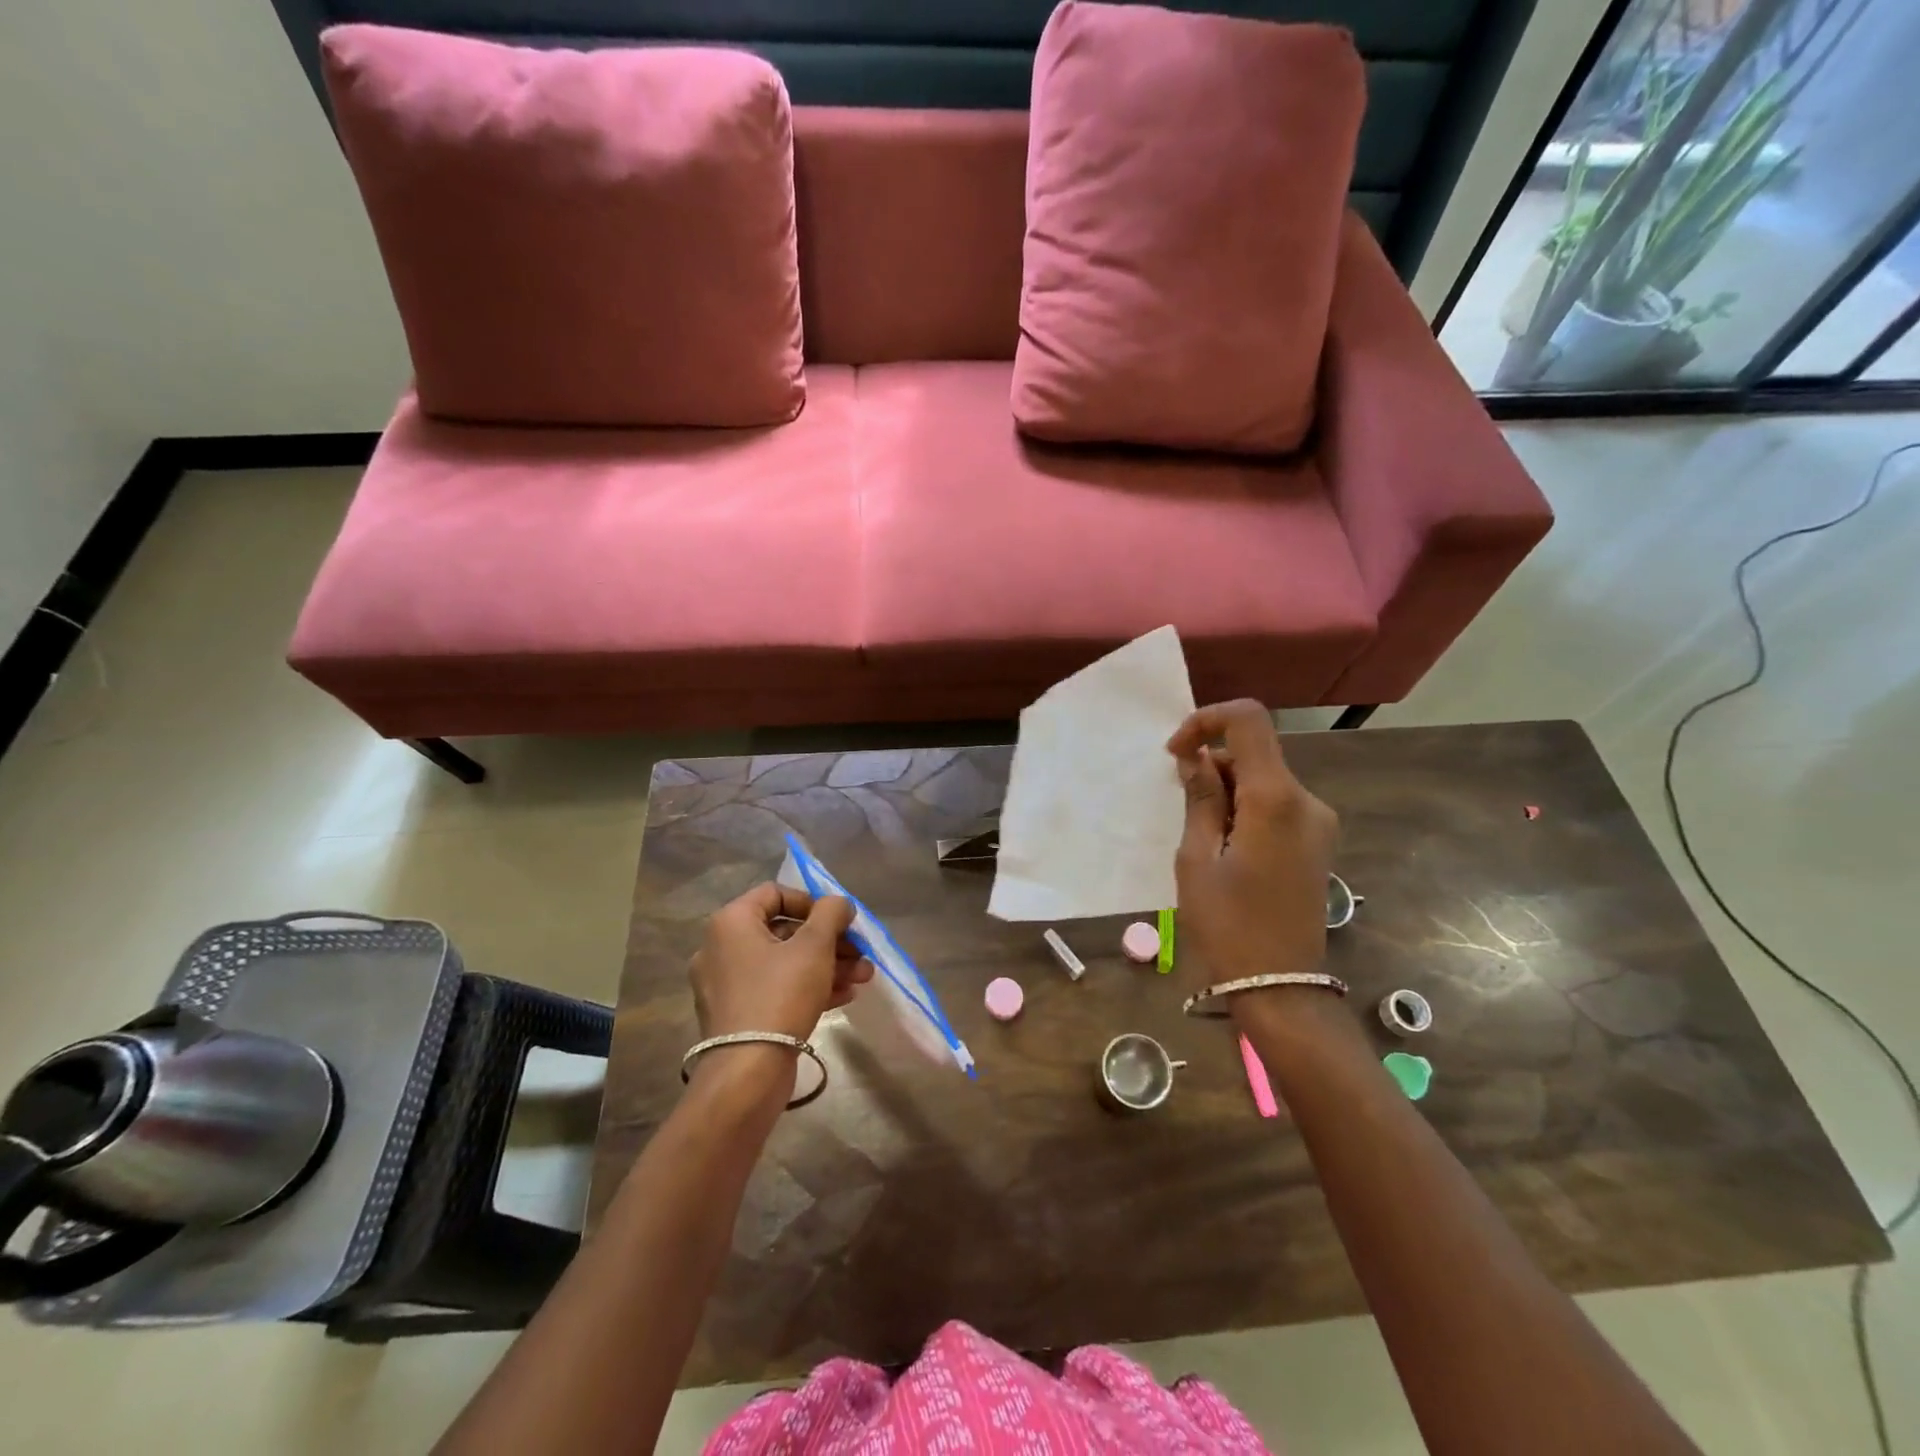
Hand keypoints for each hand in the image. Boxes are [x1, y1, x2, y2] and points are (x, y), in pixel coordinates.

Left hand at [689, 884, 868, 1045]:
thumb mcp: (815, 946)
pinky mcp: (736, 1014)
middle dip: (829, 940)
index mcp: (731, 923)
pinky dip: (807, 986)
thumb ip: (831, 914)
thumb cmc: (781, 995)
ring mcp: (726, 984)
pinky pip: (775, 988)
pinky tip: (844, 996)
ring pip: (784, 963)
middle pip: (784, 931)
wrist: (748, 1073)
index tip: (840, 920)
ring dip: (826, 965)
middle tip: (860, 952)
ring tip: (863, 977)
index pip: (775, 893)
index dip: (812, 902)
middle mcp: (721, 948)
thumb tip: (838, 903)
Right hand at [1167, 700, 1339, 995]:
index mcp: (1276, 799)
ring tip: (1202, 839)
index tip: (1176, 752)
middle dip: (1212, 766)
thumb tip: (1197, 757)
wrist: (1281, 987)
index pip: (1248, 721)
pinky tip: (1226, 849)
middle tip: (1180, 806)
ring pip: (1264, 780)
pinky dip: (1245, 809)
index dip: (1206, 720)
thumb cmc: (1228, 924)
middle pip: (1255, 753)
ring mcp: (1318, 823)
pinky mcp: (1318, 843)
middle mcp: (1307, 801)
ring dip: (1227, 791)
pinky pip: (1276, 806)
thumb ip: (1200, 798)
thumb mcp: (1197, 858)